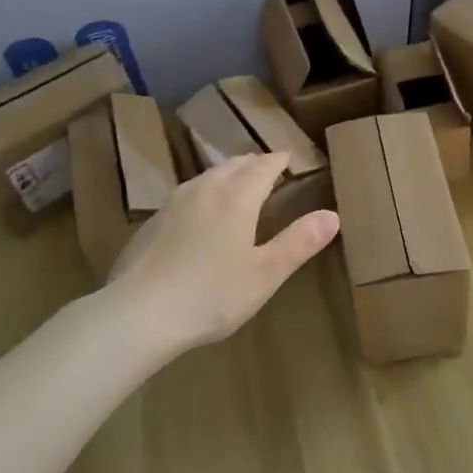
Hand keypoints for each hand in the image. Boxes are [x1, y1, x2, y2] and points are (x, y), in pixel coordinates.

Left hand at [107, 152, 339, 356]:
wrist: (139, 313)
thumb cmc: (211, 295)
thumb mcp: (265, 274)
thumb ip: (299, 242)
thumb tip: (332, 215)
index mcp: (237, 196)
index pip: (263, 166)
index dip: (279, 161)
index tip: (289, 158)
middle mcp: (206, 188)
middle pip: (234, 165)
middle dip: (254, 164)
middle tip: (268, 169)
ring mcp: (174, 202)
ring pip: (208, 176)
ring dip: (227, 174)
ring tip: (237, 184)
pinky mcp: (152, 220)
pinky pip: (187, 194)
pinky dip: (204, 192)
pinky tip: (200, 213)